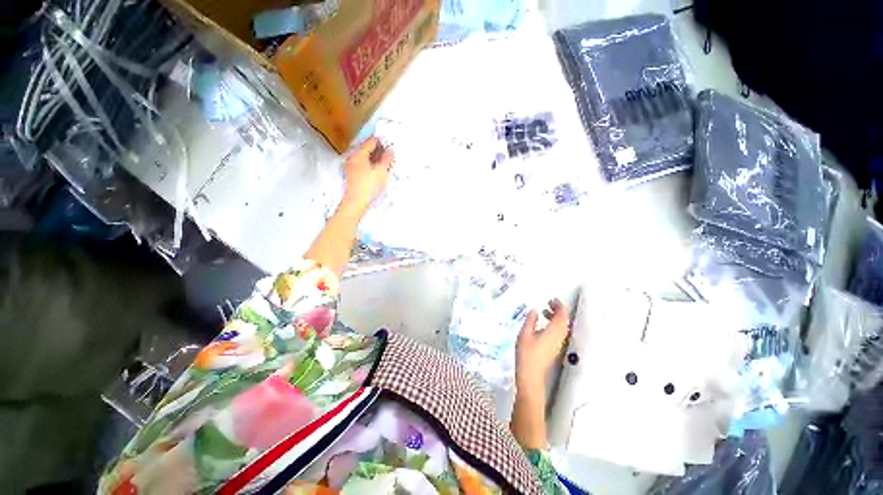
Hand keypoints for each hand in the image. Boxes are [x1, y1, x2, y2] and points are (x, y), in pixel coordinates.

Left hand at [341, 137, 393, 213]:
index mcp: (359, 154)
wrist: (356, 202)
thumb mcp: (381, 172)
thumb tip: (390, 149)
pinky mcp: (352, 175)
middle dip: (378, 149)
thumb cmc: (369, 186)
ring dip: (374, 157)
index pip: (371, 141)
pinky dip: (370, 164)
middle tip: (389, 153)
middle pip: (366, 148)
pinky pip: (362, 164)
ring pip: (364, 157)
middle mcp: (352, 157)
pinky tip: (377, 170)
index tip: (391, 142)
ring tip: (385, 162)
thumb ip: (386, 159)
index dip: (381, 141)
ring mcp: (351, 166)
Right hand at [516, 299, 571, 394]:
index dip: (559, 305)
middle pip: (564, 320)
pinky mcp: (555, 348)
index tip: (552, 299)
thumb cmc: (526, 354)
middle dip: (558, 310)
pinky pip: (559, 333)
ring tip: (544, 312)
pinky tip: (543, 325)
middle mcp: (559, 337)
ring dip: (556, 317)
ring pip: (562, 327)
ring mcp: (558, 344)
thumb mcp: (525, 333)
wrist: (530, 375)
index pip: (562, 315)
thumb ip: (530, 320)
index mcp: (553, 332)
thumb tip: (535, 310)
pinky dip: (554, 325)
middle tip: (549, 303)